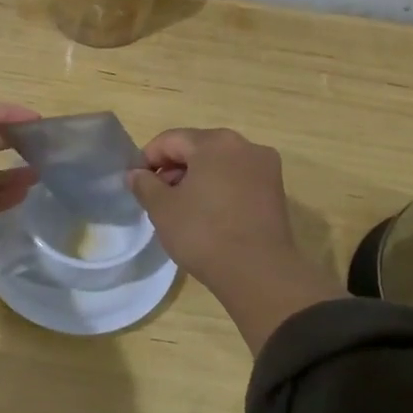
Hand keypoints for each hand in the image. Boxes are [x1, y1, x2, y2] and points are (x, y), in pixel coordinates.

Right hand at [129, 128, 343, 352]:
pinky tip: (208, 215)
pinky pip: (238, 180)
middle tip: (158, 198)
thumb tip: (136, 174)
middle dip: (173, 169)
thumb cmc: (203, 233)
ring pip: (219, 164)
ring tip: (182, 209)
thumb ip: (144, 184)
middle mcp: (244, 146)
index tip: (137, 183)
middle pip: (197, 149)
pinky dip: (219, 189)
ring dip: (196, 179)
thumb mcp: (162, 208)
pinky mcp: (276, 191)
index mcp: (215, 142)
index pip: (170, 140)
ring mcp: (265, 168)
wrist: (258, 272)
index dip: (147, 159)